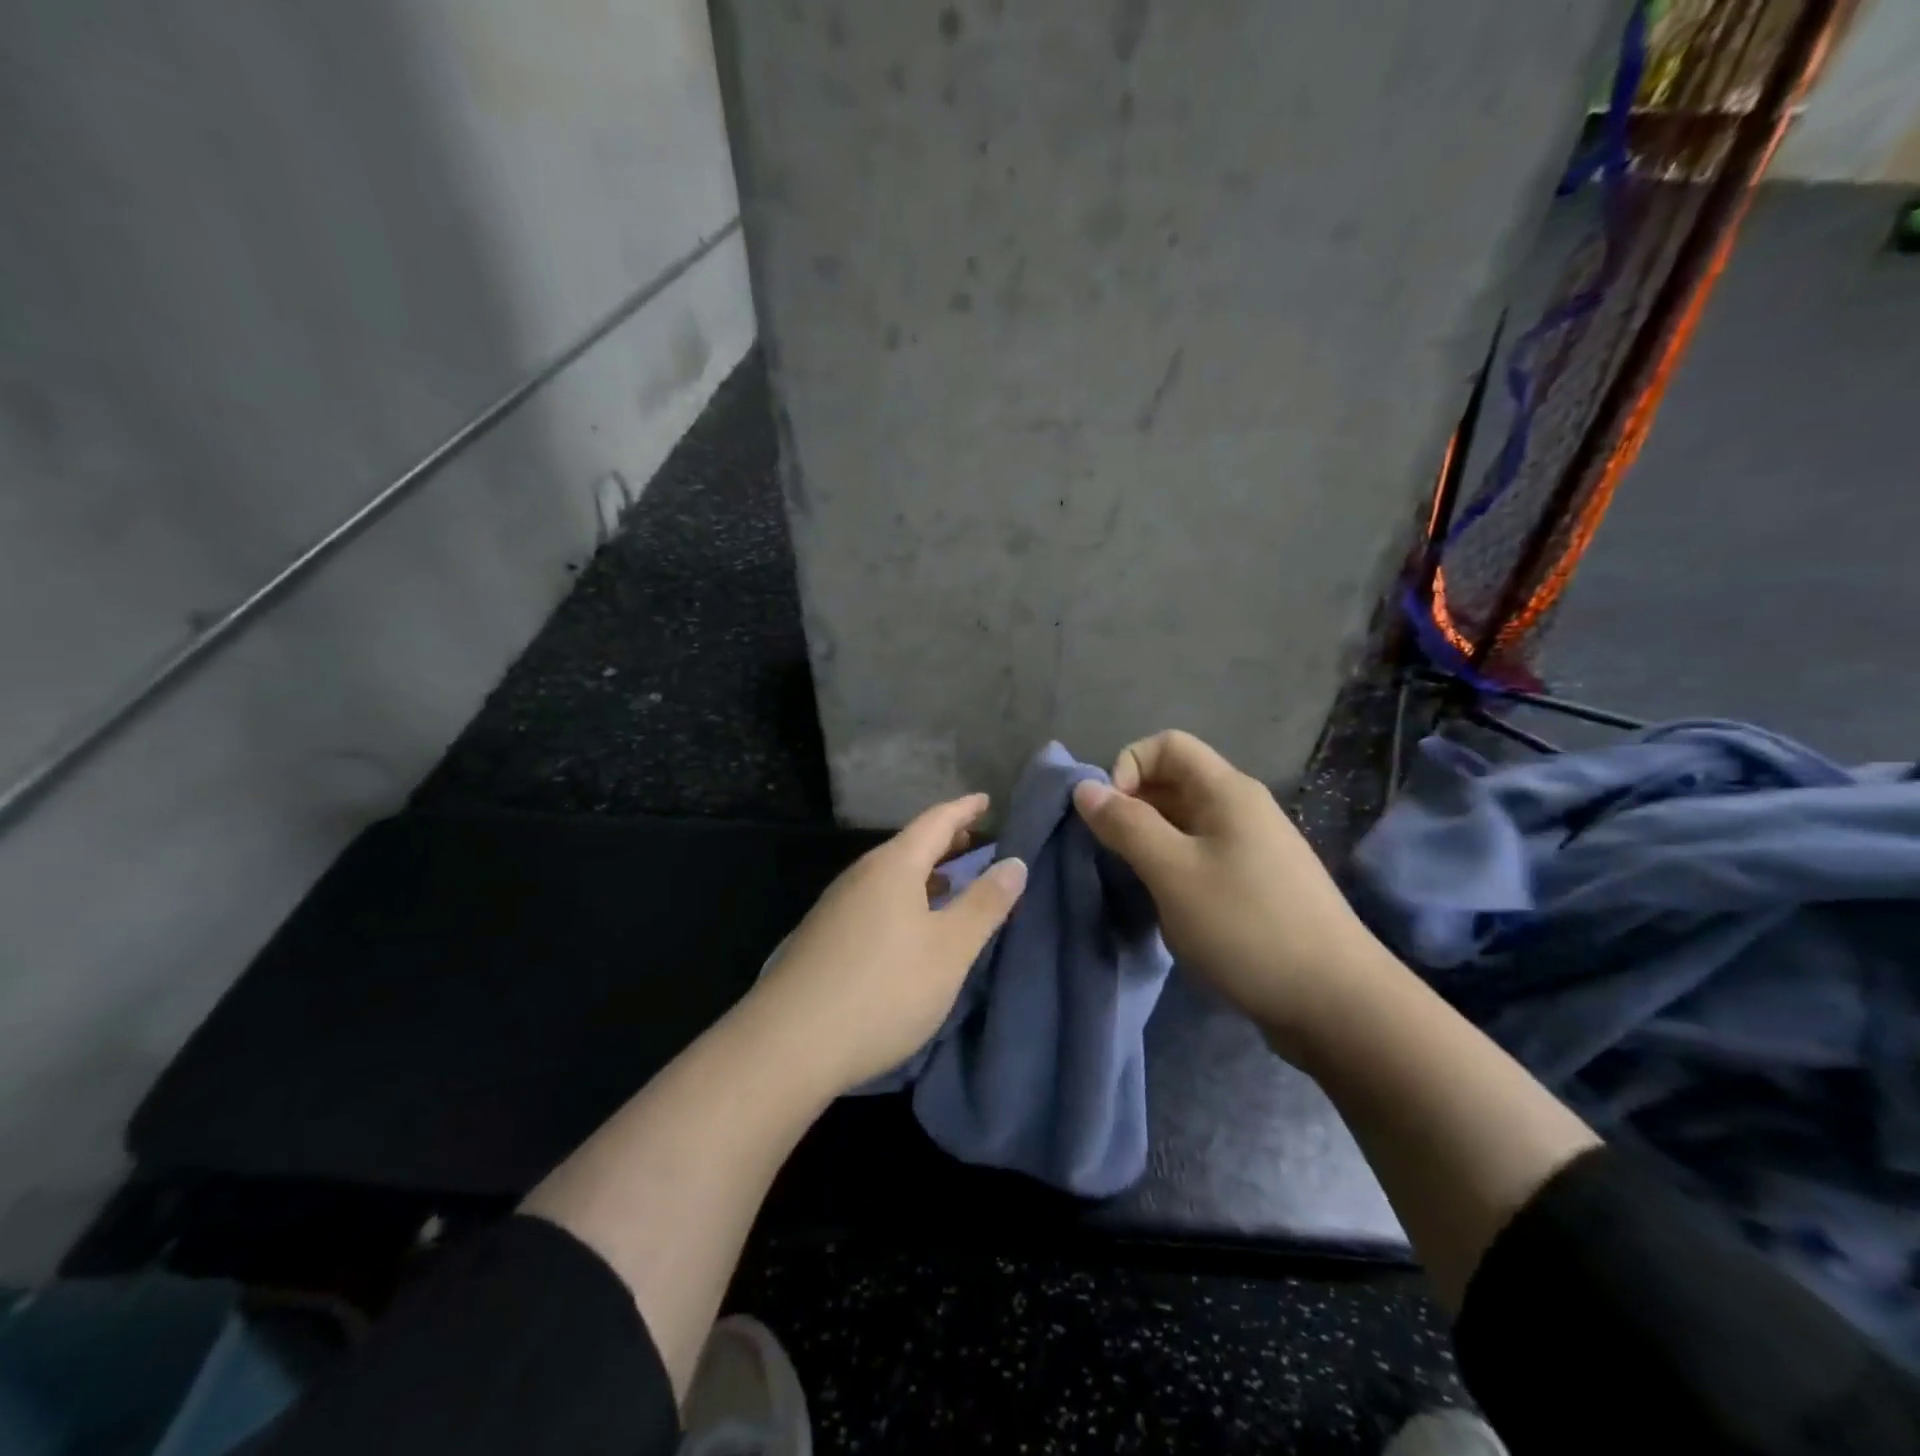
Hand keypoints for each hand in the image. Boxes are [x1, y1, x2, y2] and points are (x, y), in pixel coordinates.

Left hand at [743, 794, 1027, 1096]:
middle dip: (944, 840)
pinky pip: (873, 899)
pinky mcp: (823, 936)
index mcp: (893, 866)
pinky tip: (909, 925)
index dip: (964, 809)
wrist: (788, 1044)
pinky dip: (902, 897)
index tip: (986, 800)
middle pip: (909, 845)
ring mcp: (836, 906)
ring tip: (949, 880)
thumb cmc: (884, 989)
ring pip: (889, 874)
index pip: (935, 821)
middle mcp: (860, 875)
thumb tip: (1014, 862)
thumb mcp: (949, 950)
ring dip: (923, 871)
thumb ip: (984, 904)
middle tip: (976, 840)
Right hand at [1072, 730, 1379, 1036]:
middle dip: (1133, 806)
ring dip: (1150, 841)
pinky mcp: (1257, 885)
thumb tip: (1085, 788)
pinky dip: (1173, 867)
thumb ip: (1126, 825)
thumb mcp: (1173, 872)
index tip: (1111, 815)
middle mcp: (1242, 809)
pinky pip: (1202, 856)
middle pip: (1175, 781)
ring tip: (1134, 881)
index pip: (1167, 744)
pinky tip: (1167, 904)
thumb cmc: (1246, 926)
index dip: (1128, 766)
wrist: (1337, 1003)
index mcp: (1227, 791)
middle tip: (1111, 853)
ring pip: (1185, 823)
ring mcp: (1254, 848)